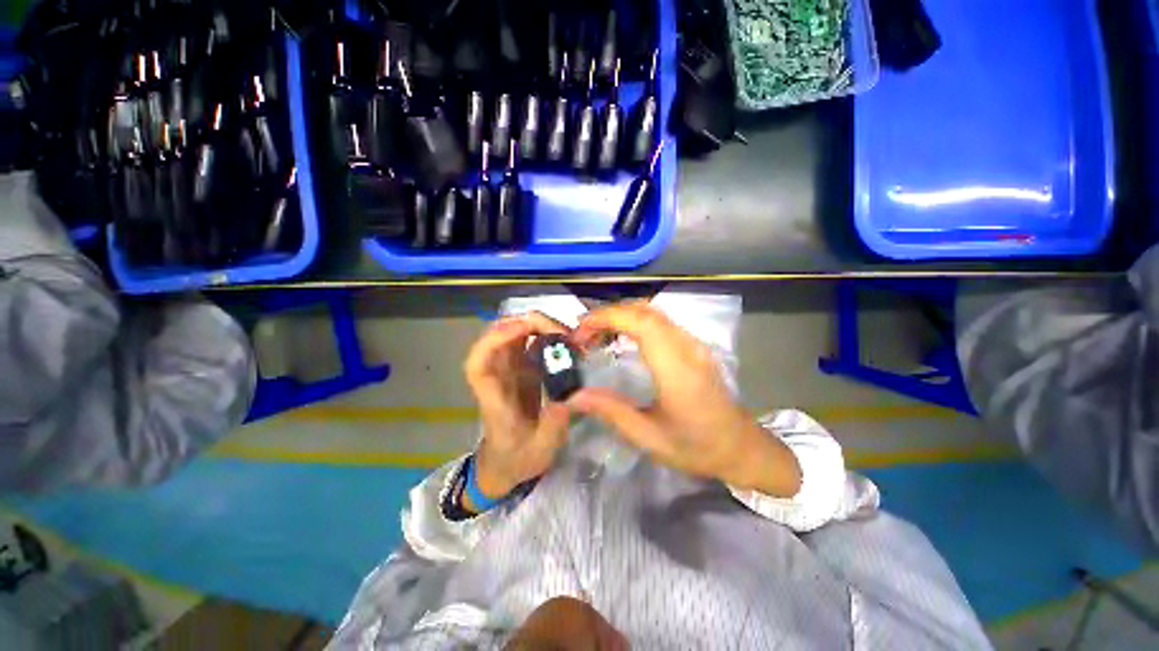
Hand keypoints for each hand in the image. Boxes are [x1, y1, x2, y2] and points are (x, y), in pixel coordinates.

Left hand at [464, 313, 573, 501]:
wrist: (508, 462)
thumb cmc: (517, 458)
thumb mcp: (540, 450)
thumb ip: (553, 425)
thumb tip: (570, 395)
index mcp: (494, 397)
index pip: (479, 363)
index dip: (495, 339)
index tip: (523, 329)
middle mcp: (498, 376)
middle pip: (497, 336)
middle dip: (526, 324)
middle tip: (561, 330)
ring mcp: (509, 370)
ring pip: (514, 334)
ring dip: (538, 326)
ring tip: (568, 334)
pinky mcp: (522, 369)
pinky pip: (530, 342)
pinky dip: (546, 334)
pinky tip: (566, 341)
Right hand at [569, 303, 800, 496]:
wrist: (741, 447)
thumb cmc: (697, 447)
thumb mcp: (649, 437)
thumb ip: (611, 411)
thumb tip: (573, 396)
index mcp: (676, 369)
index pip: (641, 323)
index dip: (607, 317)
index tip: (581, 330)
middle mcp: (686, 347)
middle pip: (645, 311)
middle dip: (609, 315)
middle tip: (584, 335)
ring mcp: (693, 343)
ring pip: (653, 312)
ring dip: (622, 316)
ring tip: (598, 335)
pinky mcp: (694, 345)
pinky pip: (661, 321)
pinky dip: (635, 321)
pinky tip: (623, 339)